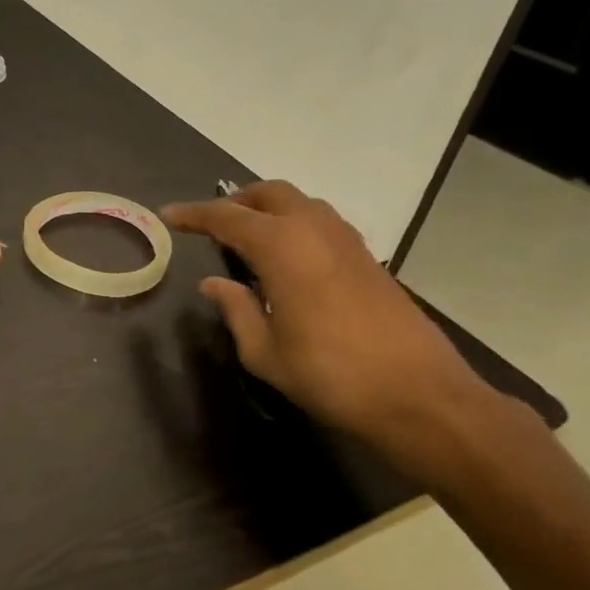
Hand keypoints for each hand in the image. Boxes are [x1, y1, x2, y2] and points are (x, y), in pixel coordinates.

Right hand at [163, 181, 506, 479]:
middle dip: (235, 201)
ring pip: (300, 203)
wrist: (420, 395)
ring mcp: (347, 241)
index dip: (194, 214)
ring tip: (246, 238)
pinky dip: (294, 225)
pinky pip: (321, 223)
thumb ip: (236, 310)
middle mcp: (314, 230)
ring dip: (268, 209)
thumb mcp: (266, 352)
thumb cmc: (331, 375)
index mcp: (282, 247)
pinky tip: (286, 259)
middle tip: (211, 225)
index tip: (168, 214)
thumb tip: (214, 284)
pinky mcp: (368, 259)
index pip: (226, 217)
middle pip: (269, 194)